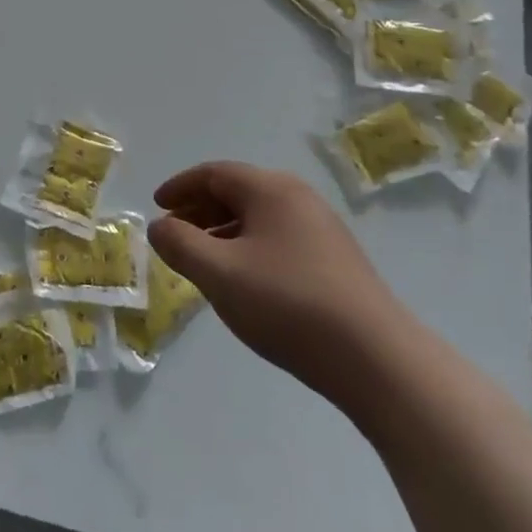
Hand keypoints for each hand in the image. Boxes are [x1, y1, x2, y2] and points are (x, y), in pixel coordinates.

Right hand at [148, 161, 400, 404]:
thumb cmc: (287, 304)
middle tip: (173, 234)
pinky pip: (278, 237)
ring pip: (259, 217)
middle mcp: (298, 197)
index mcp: (270, 189)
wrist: (374, 357)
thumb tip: (160, 226)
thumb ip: (179, 244)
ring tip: (201, 260)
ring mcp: (322, 228)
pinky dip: (248, 246)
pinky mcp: (335, 259)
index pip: (214, 174)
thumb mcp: (219, 273)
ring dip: (223, 231)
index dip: (180, 188)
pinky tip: (242, 279)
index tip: (156, 206)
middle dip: (200, 210)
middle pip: (237, 191)